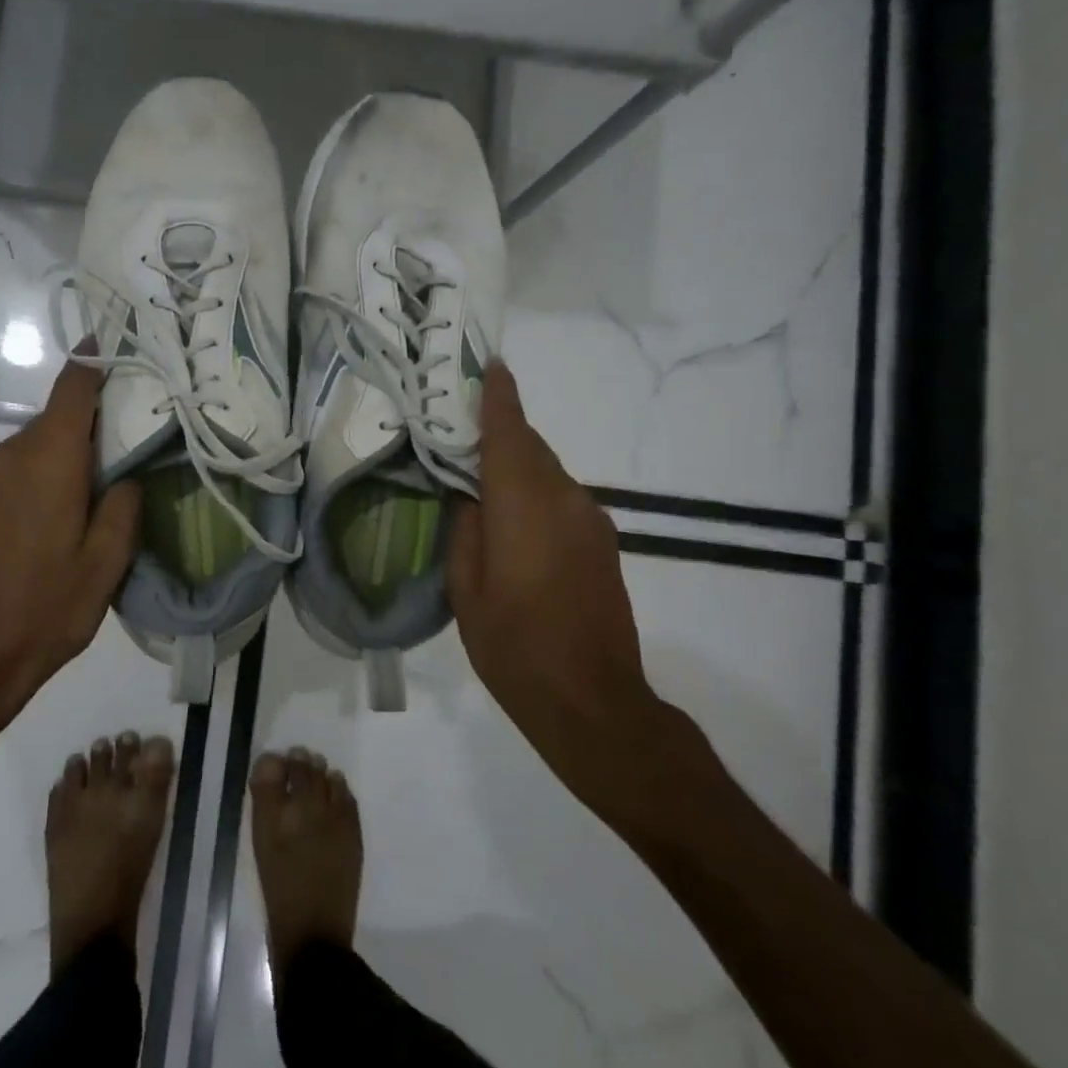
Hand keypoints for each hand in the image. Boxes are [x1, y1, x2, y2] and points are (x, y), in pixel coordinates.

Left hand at [0, 355, 140, 749]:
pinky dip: (39, 471)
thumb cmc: (48, 608)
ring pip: (35, 444)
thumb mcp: (107, 563)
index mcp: (49, 462)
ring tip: (91, 491)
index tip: (113, 343)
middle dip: (89, 424)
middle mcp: (9, 454)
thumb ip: (124, 504)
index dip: (92, 362)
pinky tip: (54, 512)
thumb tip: (126, 473)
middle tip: (124, 446)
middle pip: (56, 418)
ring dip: (64, 453)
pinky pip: (13, 465)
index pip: (71, 390)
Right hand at [447, 363, 686, 815]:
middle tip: (463, 432)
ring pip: (548, 474)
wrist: (595, 702)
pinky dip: (536, 494)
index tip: (490, 365)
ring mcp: (591, 522)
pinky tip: (515, 522)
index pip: (510, 435)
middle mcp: (565, 501)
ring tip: (482, 482)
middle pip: (531, 448)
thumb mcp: (466, 591)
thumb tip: (471, 498)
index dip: (499, 398)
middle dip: (501, 433)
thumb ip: (466, 531)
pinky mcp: (604, 544)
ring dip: (518, 467)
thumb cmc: (515, 648)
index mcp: (523, 507)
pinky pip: (563, 499)